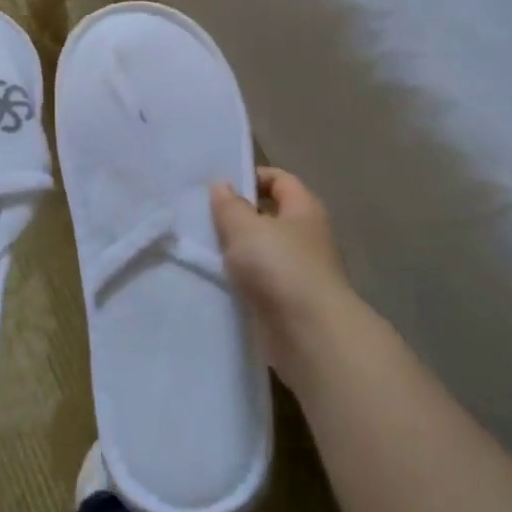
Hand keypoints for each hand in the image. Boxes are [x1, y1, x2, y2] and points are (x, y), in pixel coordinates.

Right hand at [210, 168, 355, 386]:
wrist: (308, 334)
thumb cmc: (279, 267)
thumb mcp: (246, 228)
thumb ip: (230, 205)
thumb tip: (222, 185)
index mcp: (304, 210)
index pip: (280, 180)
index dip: (252, 177)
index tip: (219, 186)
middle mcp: (307, 237)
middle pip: (271, 216)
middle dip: (239, 216)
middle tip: (203, 218)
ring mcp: (300, 272)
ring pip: (263, 251)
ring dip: (238, 251)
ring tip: (203, 249)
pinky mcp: (289, 302)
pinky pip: (260, 281)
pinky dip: (242, 280)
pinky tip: (217, 280)